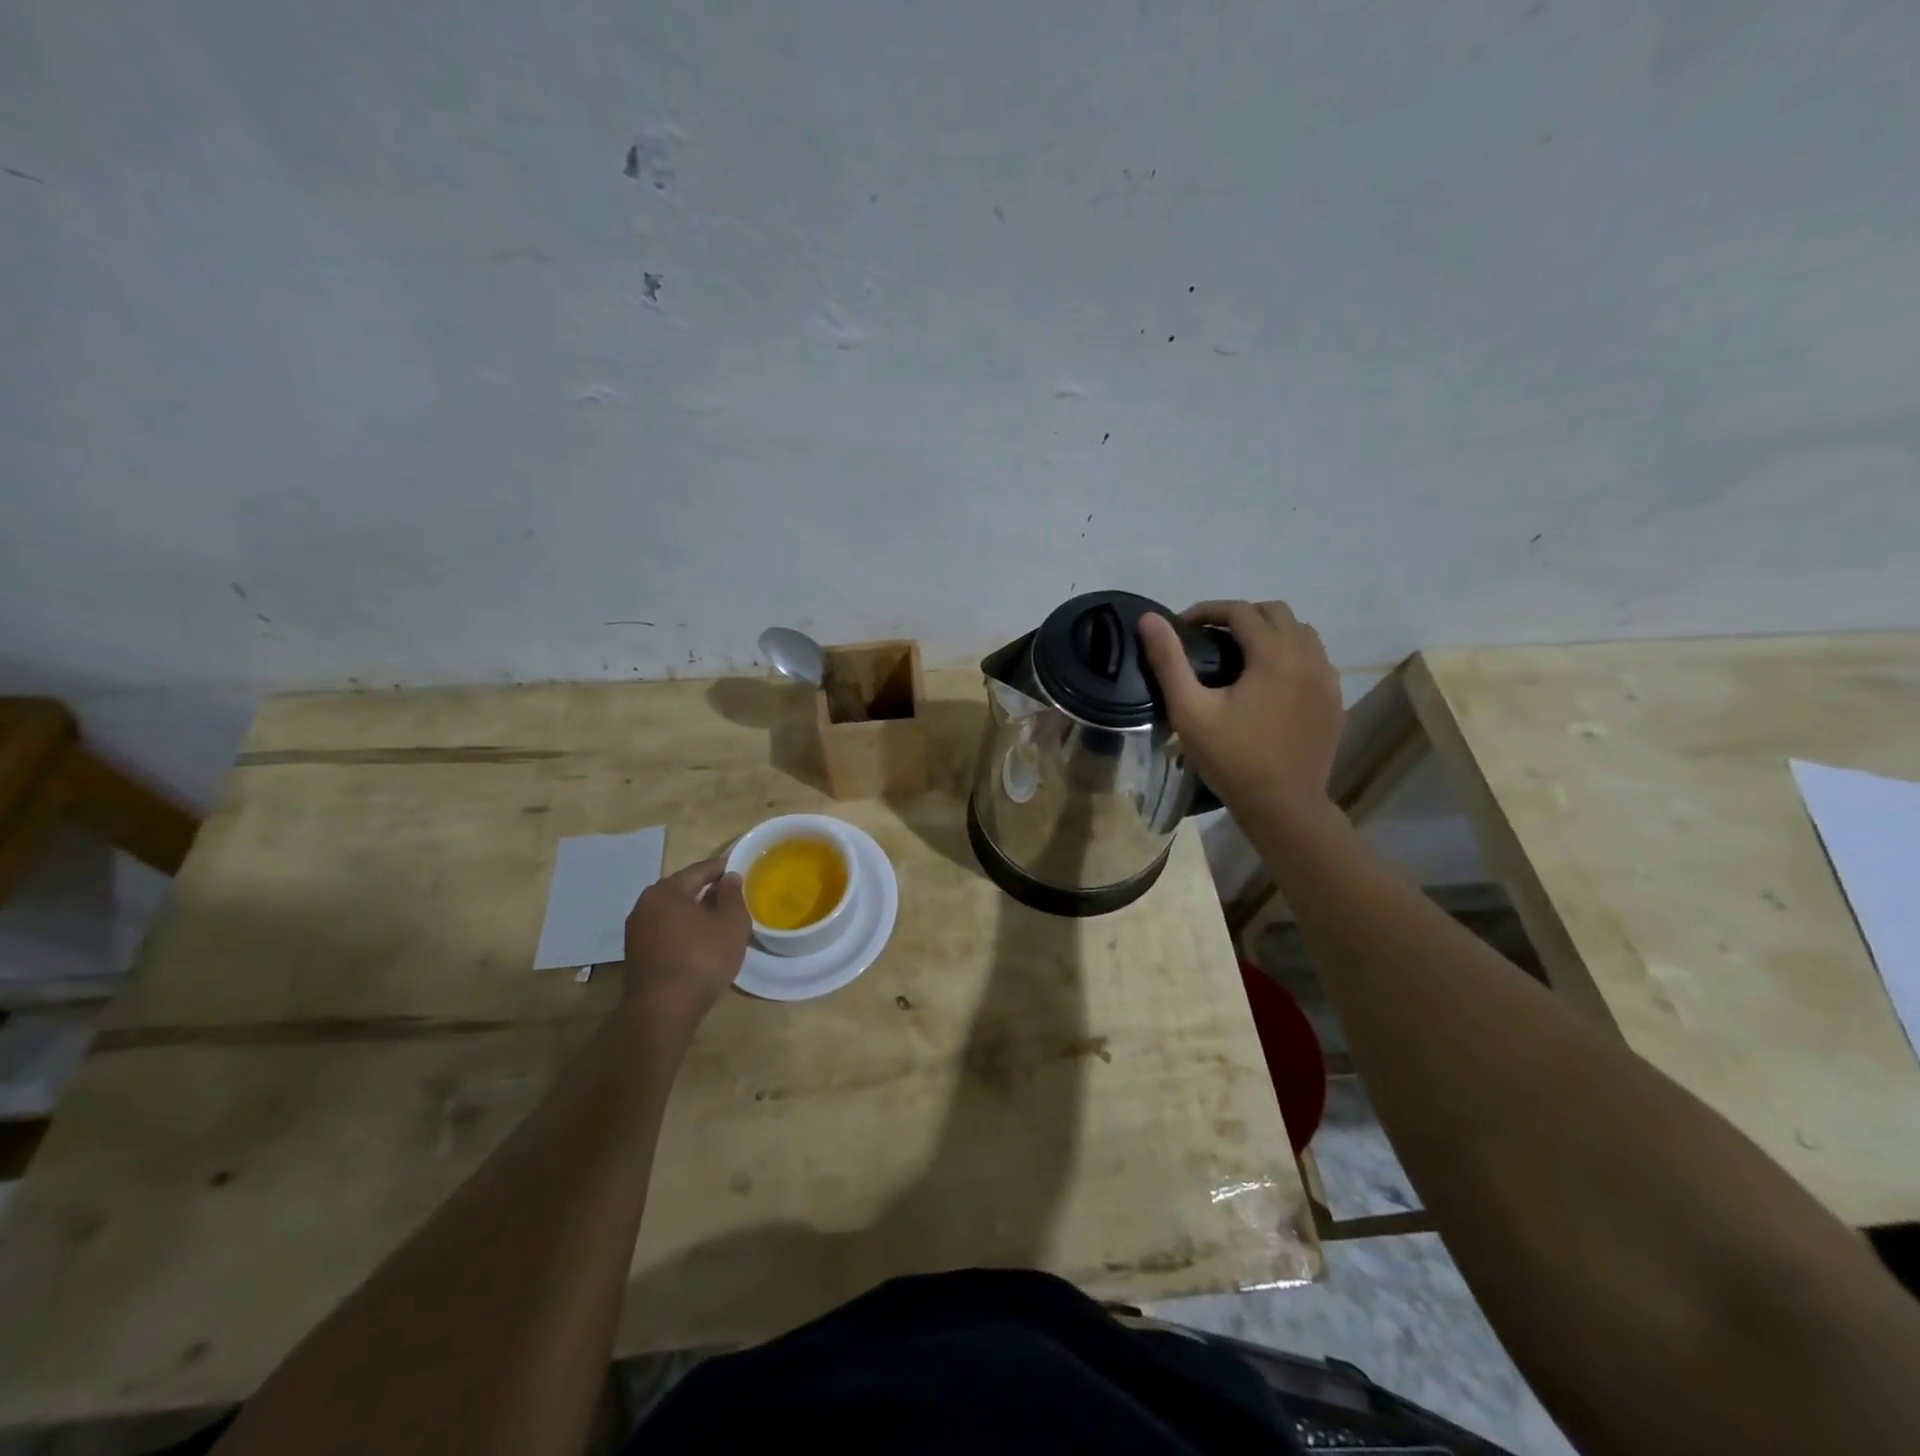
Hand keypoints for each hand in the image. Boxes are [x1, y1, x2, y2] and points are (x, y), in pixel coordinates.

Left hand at [620, 855, 750, 1021]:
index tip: (741, 869)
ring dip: (694, 913)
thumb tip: (730, 877)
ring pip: (672, 913)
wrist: (662, 1011)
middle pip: (682, 890)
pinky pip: (665, 932)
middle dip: (707, 891)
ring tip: (719, 922)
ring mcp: (636, 931)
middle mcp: (645, 905)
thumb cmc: (702, 958)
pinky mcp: (636, 955)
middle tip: (732, 897)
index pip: (700, 870)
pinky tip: (700, 943)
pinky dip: (683, 931)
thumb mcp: (731, 923)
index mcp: (666, 890)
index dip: (722, 869)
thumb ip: (733, 895)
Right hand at [1138, 600, 1343, 818]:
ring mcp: (1327, 679)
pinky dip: (1291, 656)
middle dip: (1241, 616)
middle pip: (1276, 613)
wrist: (1283, 805)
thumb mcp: (1189, 710)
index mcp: (1273, 654)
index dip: (1209, 610)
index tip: (1183, 626)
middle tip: (1210, 637)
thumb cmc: (1232, 758)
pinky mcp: (1334, 701)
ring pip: (1301, 634)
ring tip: (1241, 656)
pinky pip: (1315, 661)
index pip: (1241, 611)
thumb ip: (1169, 660)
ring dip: (1270, 633)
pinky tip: (1270, 683)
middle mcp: (1308, 656)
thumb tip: (1150, 618)